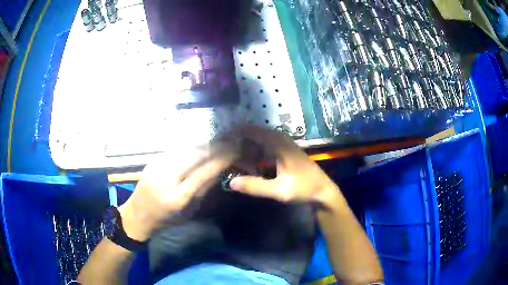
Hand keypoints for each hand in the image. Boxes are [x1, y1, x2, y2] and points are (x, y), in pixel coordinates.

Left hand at [118, 142, 236, 240]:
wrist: (138, 214)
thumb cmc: (166, 219)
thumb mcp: (189, 211)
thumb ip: (204, 189)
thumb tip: (221, 168)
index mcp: (177, 197)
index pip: (204, 172)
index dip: (222, 159)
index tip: (237, 150)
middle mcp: (166, 177)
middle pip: (195, 154)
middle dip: (217, 146)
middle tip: (233, 142)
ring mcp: (158, 165)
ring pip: (187, 147)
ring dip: (206, 143)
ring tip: (221, 141)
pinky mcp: (153, 159)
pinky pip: (178, 148)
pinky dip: (193, 145)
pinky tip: (202, 144)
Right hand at [230, 126, 341, 206]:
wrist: (324, 192)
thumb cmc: (304, 189)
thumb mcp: (279, 191)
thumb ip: (256, 186)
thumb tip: (231, 182)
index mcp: (282, 146)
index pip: (258, 132)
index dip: (241, 131)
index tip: (226, 134)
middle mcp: (284, 142)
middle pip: (261, 132)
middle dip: (245, 134)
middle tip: (228, 141)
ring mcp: (288, 146)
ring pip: (266, 137)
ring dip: (252, 140)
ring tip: (237, 145)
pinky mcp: (289, 152)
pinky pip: (271, 144)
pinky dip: (260, 146)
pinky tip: (253, 154)